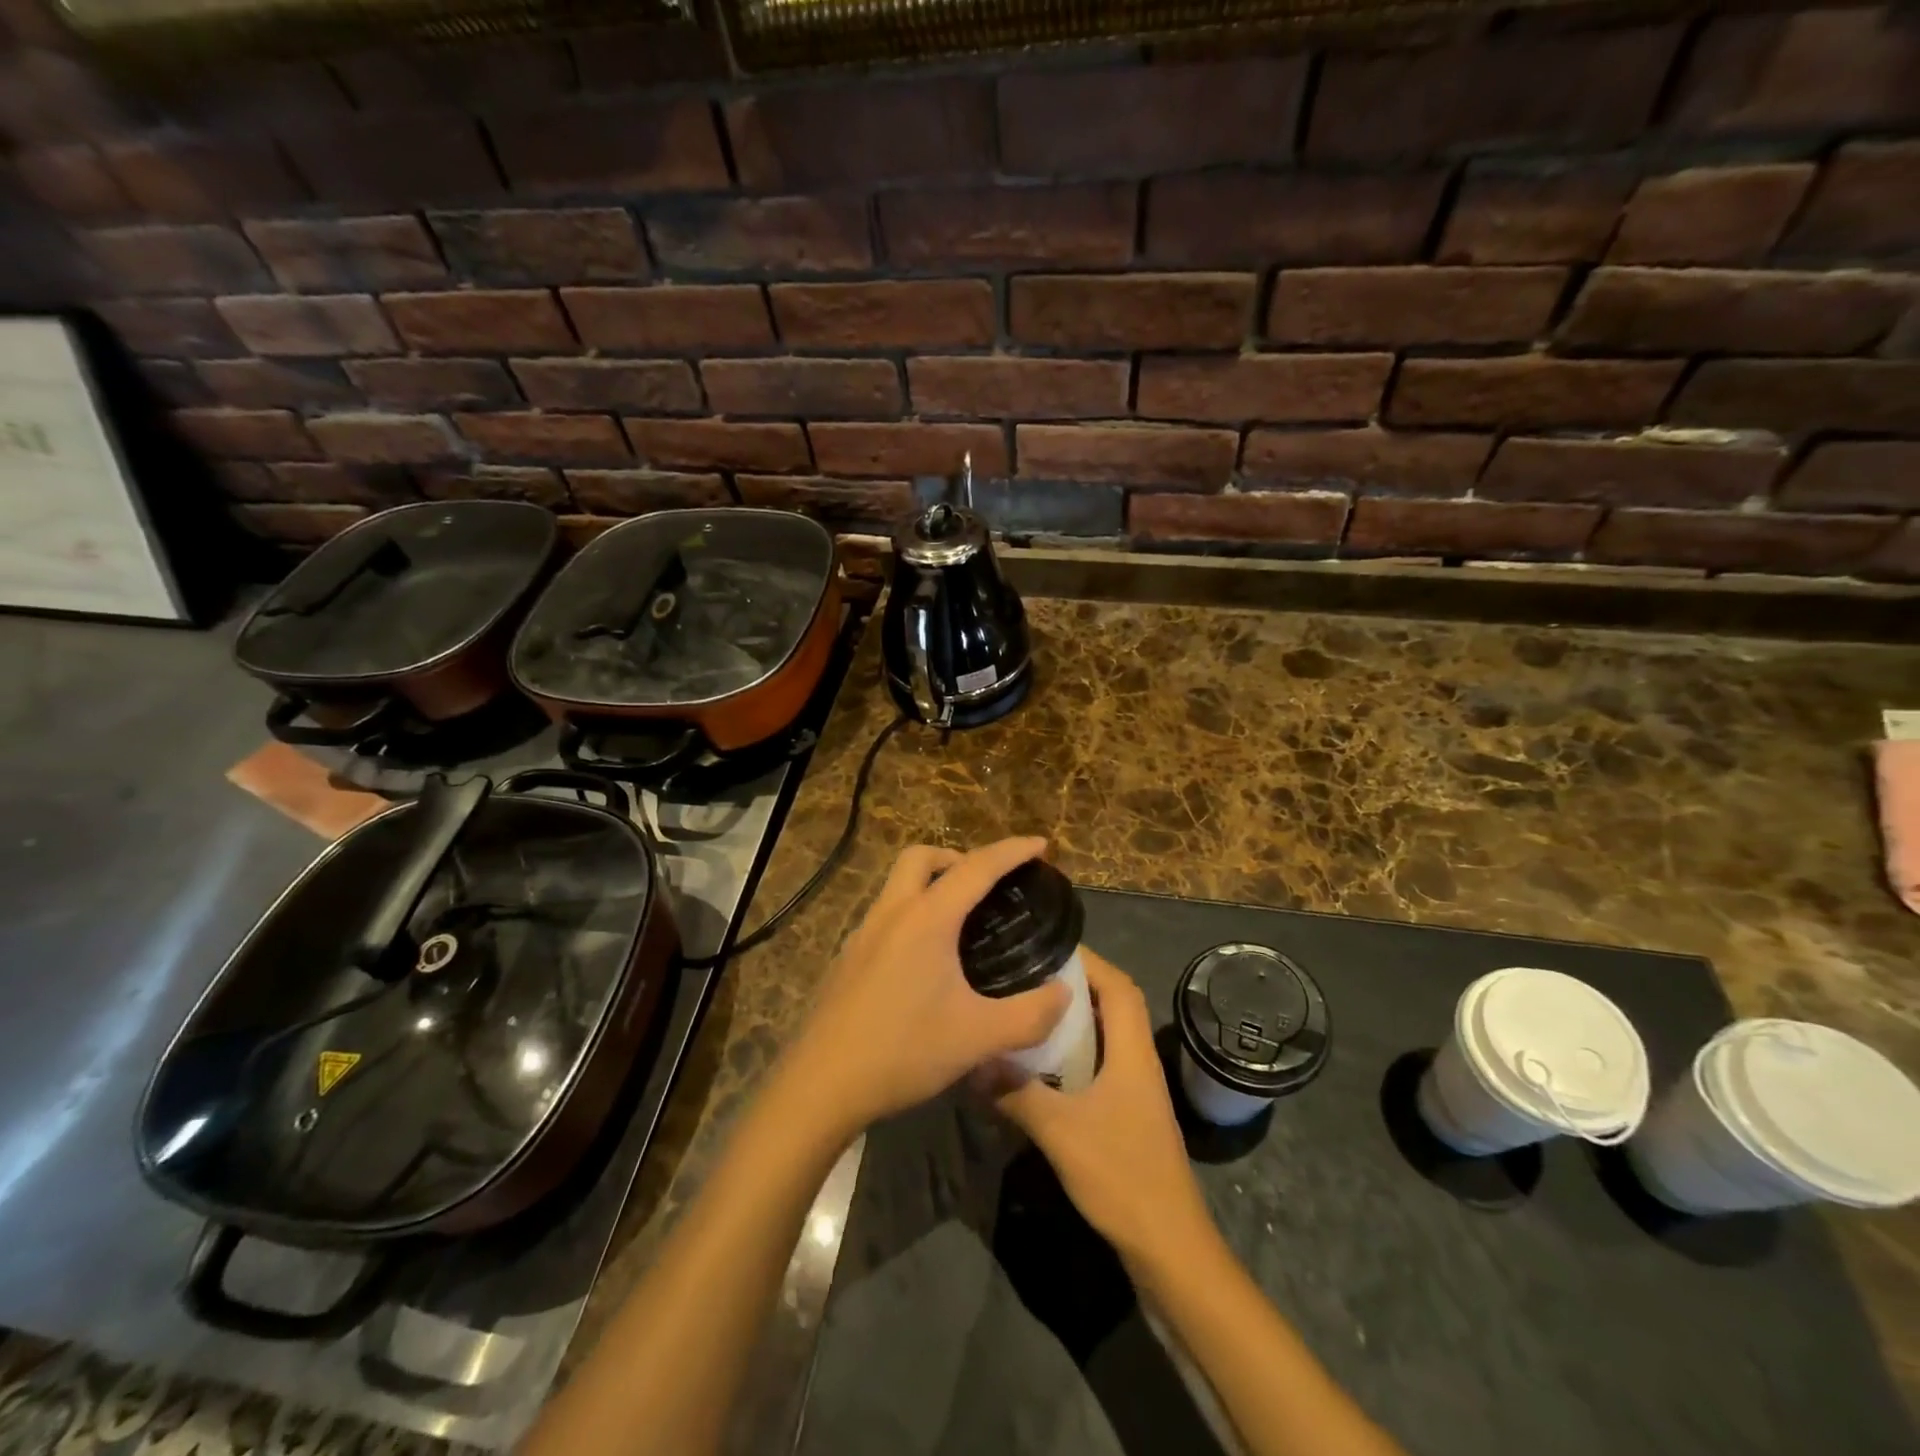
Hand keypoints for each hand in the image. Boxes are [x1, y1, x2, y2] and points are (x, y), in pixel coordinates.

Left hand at [785, 838, 1070, 1134]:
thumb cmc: (903, 1051)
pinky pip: (886, 916)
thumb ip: (1029, 1014)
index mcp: (927, 919)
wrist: (821, 1085)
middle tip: (988, 884)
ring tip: (962, 922)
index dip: (1013, 851)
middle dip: (959, 857)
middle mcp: (891, 913)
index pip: (977, 868)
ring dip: (931, 885)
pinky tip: (926, 961)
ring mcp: (863, 934)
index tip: (1042, 845)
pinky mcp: (848, 958)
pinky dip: (912, 915)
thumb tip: (1063, 993)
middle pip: (922, 858)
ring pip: (898, 885)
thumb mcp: (978, 1037)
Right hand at [994, 951, 1216, 1275]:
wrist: (1168, 1248)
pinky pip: (1099, 1065)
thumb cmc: (1122, 1177)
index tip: (1046, 947)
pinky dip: (1073, 1054)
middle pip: (1113, 1005)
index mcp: (1133, 1053)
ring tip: (1028, 1009)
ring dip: (1073, 1020)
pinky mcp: (1126, 1114)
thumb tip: (975, 1059)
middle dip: (1075, 984)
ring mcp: (1135, 1090)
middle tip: (1028, 975)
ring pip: (1105, 1036)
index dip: (1089, 960)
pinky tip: (1039, 1065)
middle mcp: (1138, 1062)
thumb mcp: (1062, 1132)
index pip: (1119, 987)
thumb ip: (1018, 1092)